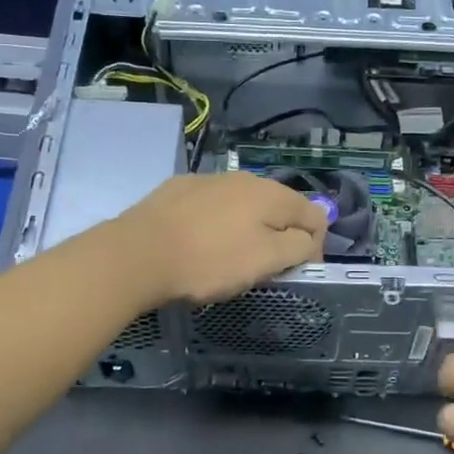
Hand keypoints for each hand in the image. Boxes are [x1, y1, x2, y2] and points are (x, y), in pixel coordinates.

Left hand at [118, 171, 327, 303]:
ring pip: (244, 205)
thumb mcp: (266, 261)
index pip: (314, 216)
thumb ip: (299, 246)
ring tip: (230, 258)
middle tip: (264, 269)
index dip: (314, 247)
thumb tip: (310, 236)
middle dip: (281, 236)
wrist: (138, 253)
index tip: (295, 274)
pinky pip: (212, 206)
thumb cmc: (210, 261)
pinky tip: (200, 243)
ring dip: (249, 229)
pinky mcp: (178, 189)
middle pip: (279, 208)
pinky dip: (217, 223)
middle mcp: (245, 178)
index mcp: (272, 194)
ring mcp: (209, 180)